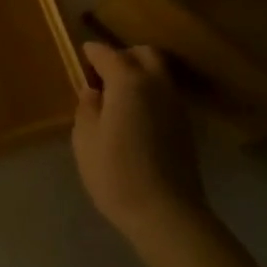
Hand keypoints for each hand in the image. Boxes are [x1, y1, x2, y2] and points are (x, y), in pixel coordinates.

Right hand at [73, 42, 206, 236]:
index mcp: (128, 82)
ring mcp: (176, 105)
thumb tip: (93, 92)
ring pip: (159, 73)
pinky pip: (165, 94)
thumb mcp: (86, 139)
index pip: (107, 54)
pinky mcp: (185, 126)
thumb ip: (87, 107)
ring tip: (116, 97)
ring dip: (138, 75)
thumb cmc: (116, 173)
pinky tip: (134, 116)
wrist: (166, 213)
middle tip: (102, 76)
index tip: (81, 57)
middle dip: (122, 56)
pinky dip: (149, 93)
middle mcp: (157, 85)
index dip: (92, 53)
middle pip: (143, 54)